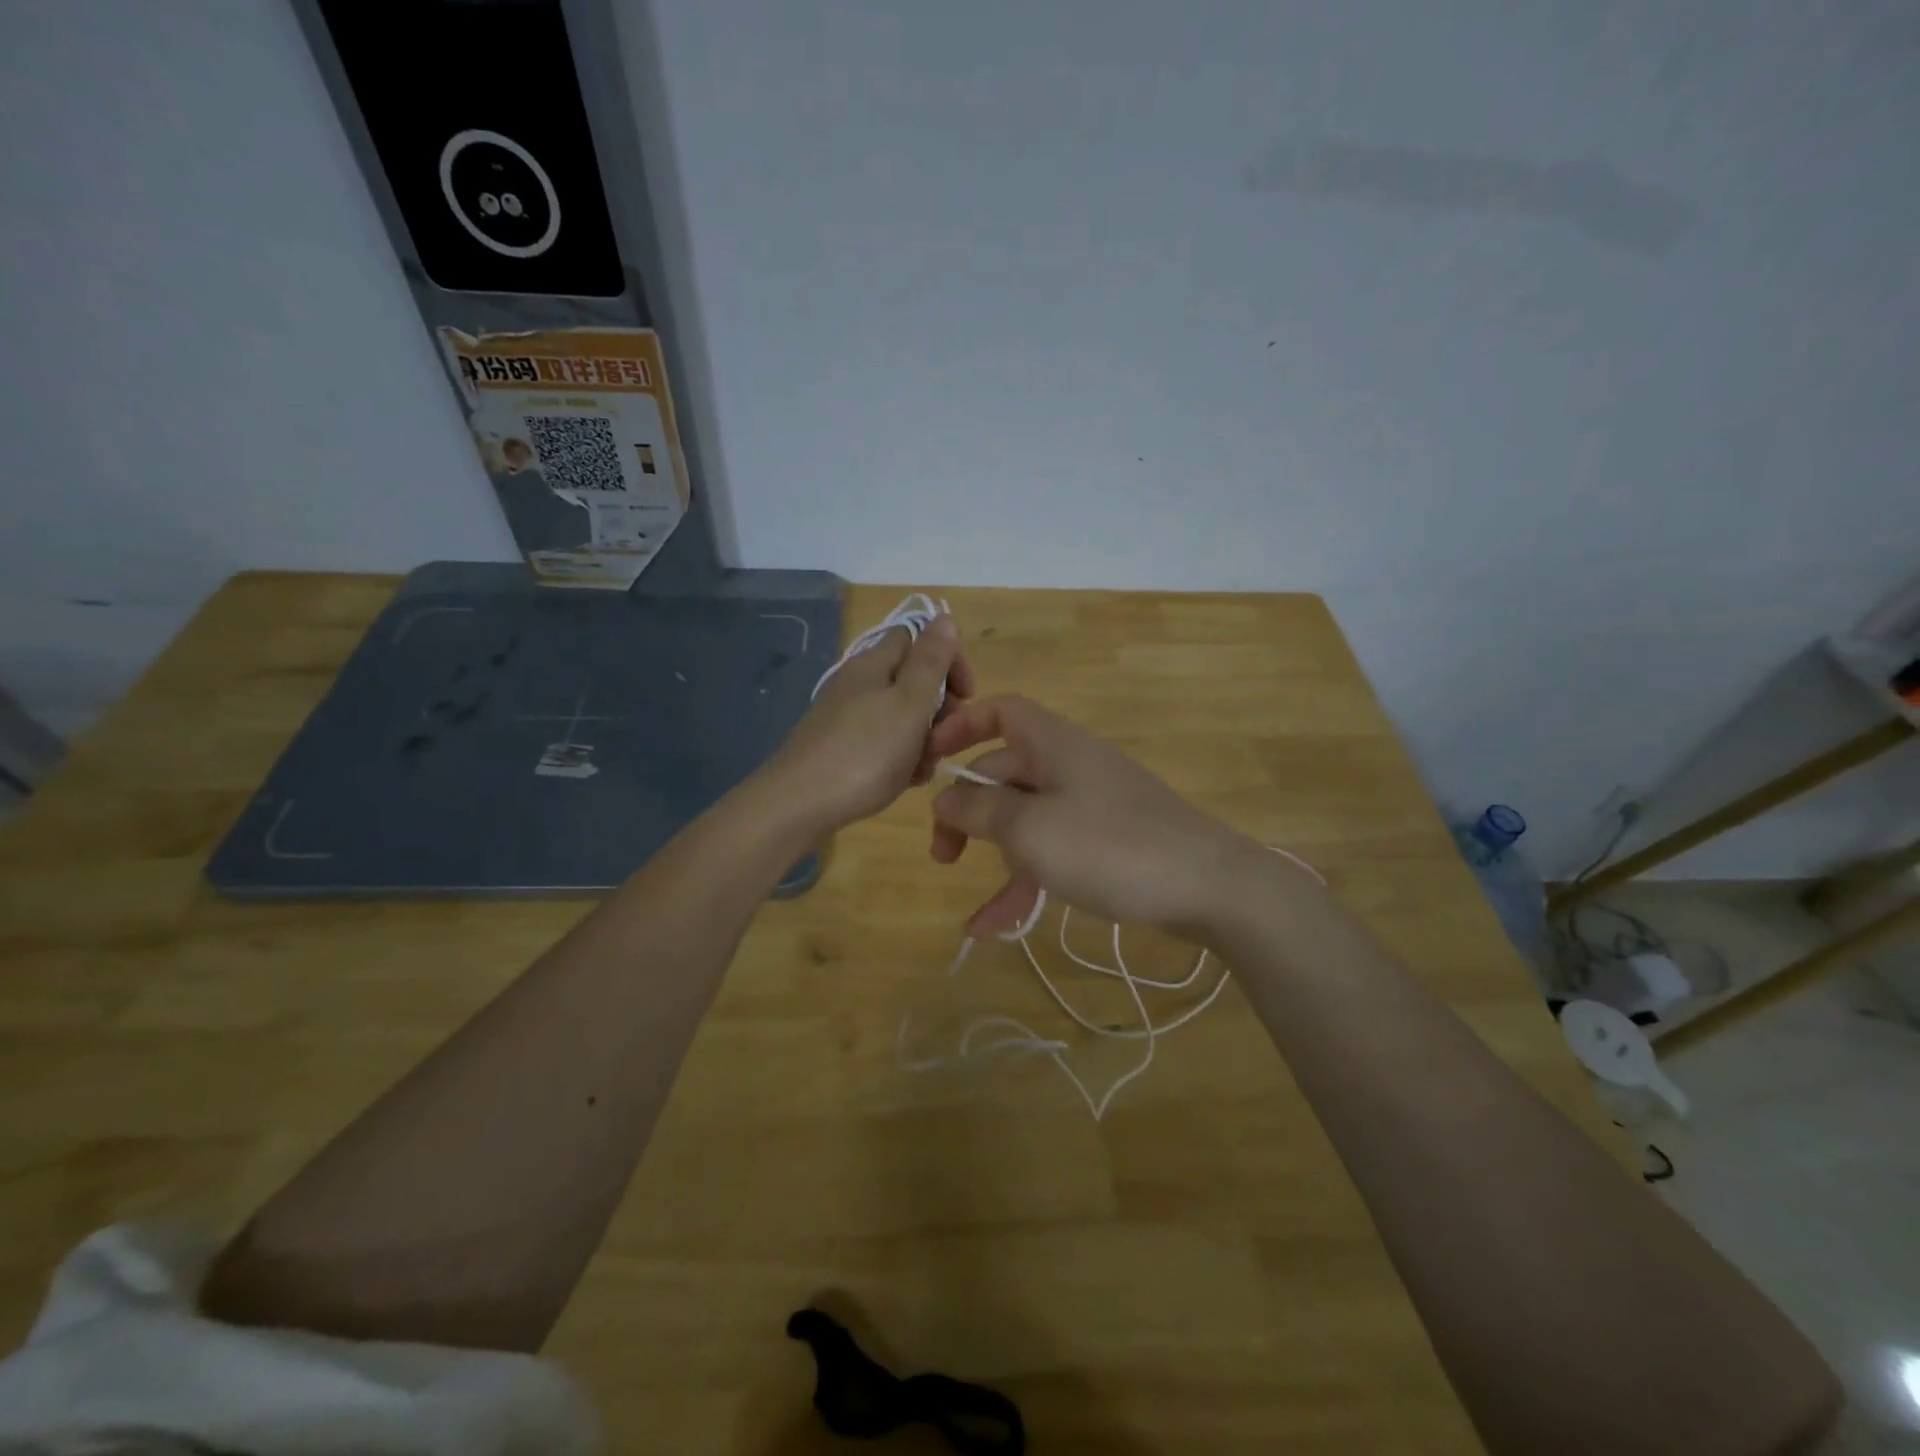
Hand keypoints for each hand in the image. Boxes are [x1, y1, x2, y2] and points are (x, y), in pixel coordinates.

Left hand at [761, 614, 974, 836]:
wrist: (798, 805)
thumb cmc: (864, 753)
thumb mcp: (908, 703)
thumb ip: (930, 661)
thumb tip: (944, 617)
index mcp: (874, 664)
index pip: (918, 638)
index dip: (948, 660)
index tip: (967, 696)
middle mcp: (858, 683)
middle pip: (911, 680)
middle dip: (939, 708)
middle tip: (945, 739)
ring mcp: (846, 716)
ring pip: (900, 716)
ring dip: (922, 738)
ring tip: (924, 768)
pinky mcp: (839, 747)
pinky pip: (882, 742)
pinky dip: (900, 757)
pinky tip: (904, 781)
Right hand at [927, 695, 1290, 938]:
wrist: (1208, 886)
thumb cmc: (1109, 845)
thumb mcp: (1029, 828)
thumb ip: (979, 809)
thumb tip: (946, 797)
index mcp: (1052, 743)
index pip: (1000, 711)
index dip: (962, 726)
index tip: (930, 760)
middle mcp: (1069, 765)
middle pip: (1004, 773)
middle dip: (967, 812)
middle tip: (941, 855)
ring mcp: (1090, 804)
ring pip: (1025, 820)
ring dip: (995, 859)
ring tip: (973, 911)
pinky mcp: (1106, 841)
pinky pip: (1052, 851)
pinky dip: (1025, 883)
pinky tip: (993, 928)